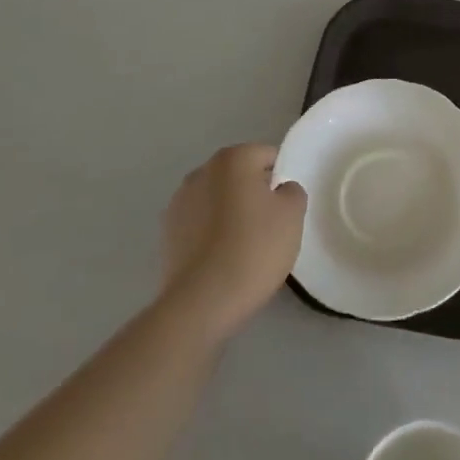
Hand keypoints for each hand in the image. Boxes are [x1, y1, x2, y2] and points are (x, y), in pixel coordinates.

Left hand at [160, 144, 306, 339]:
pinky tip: (221, 260)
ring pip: (217, 199)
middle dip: (254, 194)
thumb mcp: (292, 216)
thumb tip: (280, 190)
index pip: (267, 156)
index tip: (285, 209)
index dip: (280, 180)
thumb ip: (292, 191)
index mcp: (233, 158)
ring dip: (230, 213)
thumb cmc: (254, 249)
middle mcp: (202, 171)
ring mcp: (179, 201)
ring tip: (243, 248)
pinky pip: (199, 223)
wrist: (201, 303)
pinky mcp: (166, 233)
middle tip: (269, 228)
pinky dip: (211, 233)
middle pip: (239, 175)